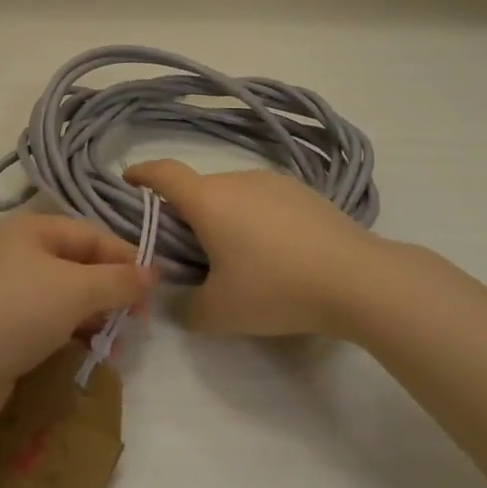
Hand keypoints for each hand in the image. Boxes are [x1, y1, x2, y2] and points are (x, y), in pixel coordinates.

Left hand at [0, 212, 158, 409]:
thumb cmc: (19, 313)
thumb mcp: (77, 291)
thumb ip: (119, 280)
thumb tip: (154, 272)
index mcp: (29, 228)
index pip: (90, 235)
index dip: (125, 259)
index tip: (152, 290)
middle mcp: (15, 250)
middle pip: (78, 263)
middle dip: (110, 292)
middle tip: (136, 323)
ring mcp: (4, 287)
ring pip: (65, 293)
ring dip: (94, 315)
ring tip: (114, 345)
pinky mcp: (0, 321)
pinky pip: (47, 316)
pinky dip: (71, 330)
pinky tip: (88, 351)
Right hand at [124, 161, 384, 337]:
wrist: (357, 278)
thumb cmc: (277, 289)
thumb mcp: (220, 313)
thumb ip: (187, 308)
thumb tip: (183, 299)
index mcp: (208, 200)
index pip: (163, 173)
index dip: (141, 174)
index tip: (128, 181)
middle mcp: (237, 179)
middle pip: (199, 189)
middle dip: (187, 213)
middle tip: (190, 251)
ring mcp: (273, 182)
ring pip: (233, 194)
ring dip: (225, 216)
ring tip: (240, 257)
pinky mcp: (304, 191)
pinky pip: (264, 199)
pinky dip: (256, 218)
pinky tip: (277, 253)